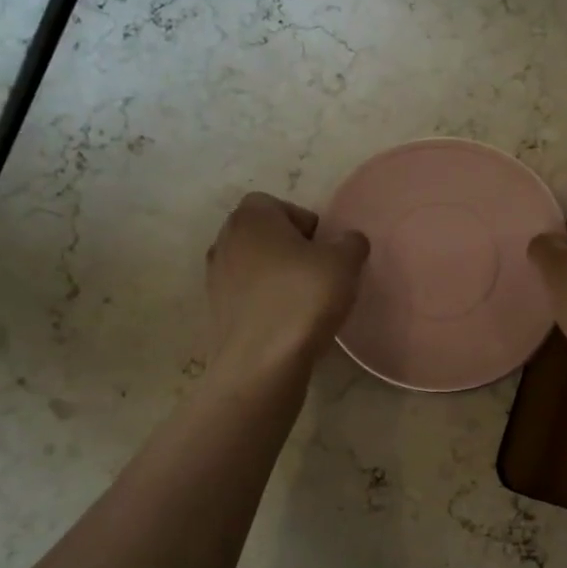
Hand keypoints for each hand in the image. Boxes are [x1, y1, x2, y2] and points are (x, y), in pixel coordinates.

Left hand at [207, 193, 368, 376]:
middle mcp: (225, 240)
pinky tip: (287, 323)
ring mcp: (215, 278)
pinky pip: (247, 296)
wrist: (262, 363)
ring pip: (254, 266)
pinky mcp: (215, 312)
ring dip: (277, 277)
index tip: (324, 250)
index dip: (305, 223)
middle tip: (318, 273)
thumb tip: (348, 241)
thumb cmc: (303, 298)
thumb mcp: (344, 262)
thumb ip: (351, 242)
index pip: (278, 205)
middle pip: (263, 235)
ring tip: (304, 300)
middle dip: (290, 249)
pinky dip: (265, 302)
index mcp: (251, 217)